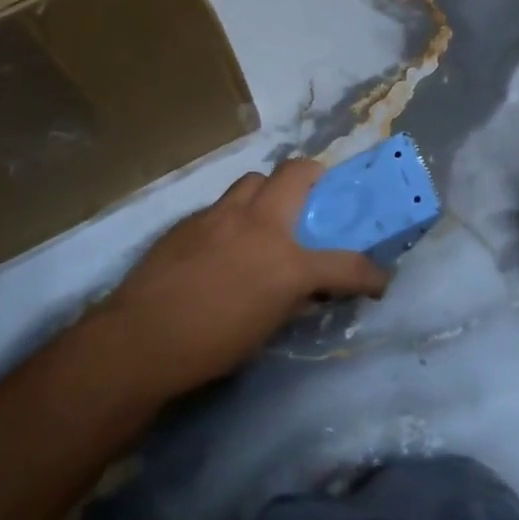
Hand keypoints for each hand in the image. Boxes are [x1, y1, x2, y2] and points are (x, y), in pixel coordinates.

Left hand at [102, 159, 390, 400]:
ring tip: (264, 218)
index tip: (377, 280)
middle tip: (315, 198)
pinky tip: (222, 244)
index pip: (346, 264)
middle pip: (296, 172)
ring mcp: (220, 216)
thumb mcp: (265, 330)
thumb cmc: (210, 347)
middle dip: (314, 177)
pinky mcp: (189, 220)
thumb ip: (291, 300)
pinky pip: (222, 205)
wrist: (140, 339)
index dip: (369, 274)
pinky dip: (233, 216)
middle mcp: (259, 225)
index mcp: (286, 263)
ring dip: (268, 192)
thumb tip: (305, 289)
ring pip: (254, 180)